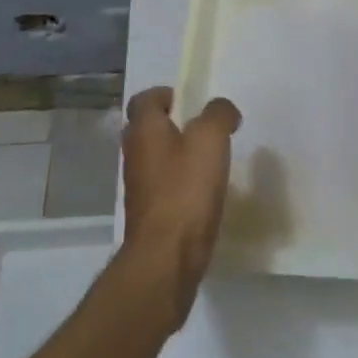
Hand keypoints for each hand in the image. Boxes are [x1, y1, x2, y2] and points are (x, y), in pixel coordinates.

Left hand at [119, 87, 240, 325]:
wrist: (165, 261)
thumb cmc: (185, 190)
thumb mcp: (210, 139)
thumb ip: (218, 114)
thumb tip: (222, 110)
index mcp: (144, 129)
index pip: (145, 99)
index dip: (166, 95)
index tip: (191, 103)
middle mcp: (134, 154)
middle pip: (149, 128)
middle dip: (173, 125)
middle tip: (202, 129)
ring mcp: (137, 188)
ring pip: (156, 159)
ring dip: (177, 157)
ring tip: (208, 163)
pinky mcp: (147, 217)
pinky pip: (162, 189)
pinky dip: (179, 186)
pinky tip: (203, 195)